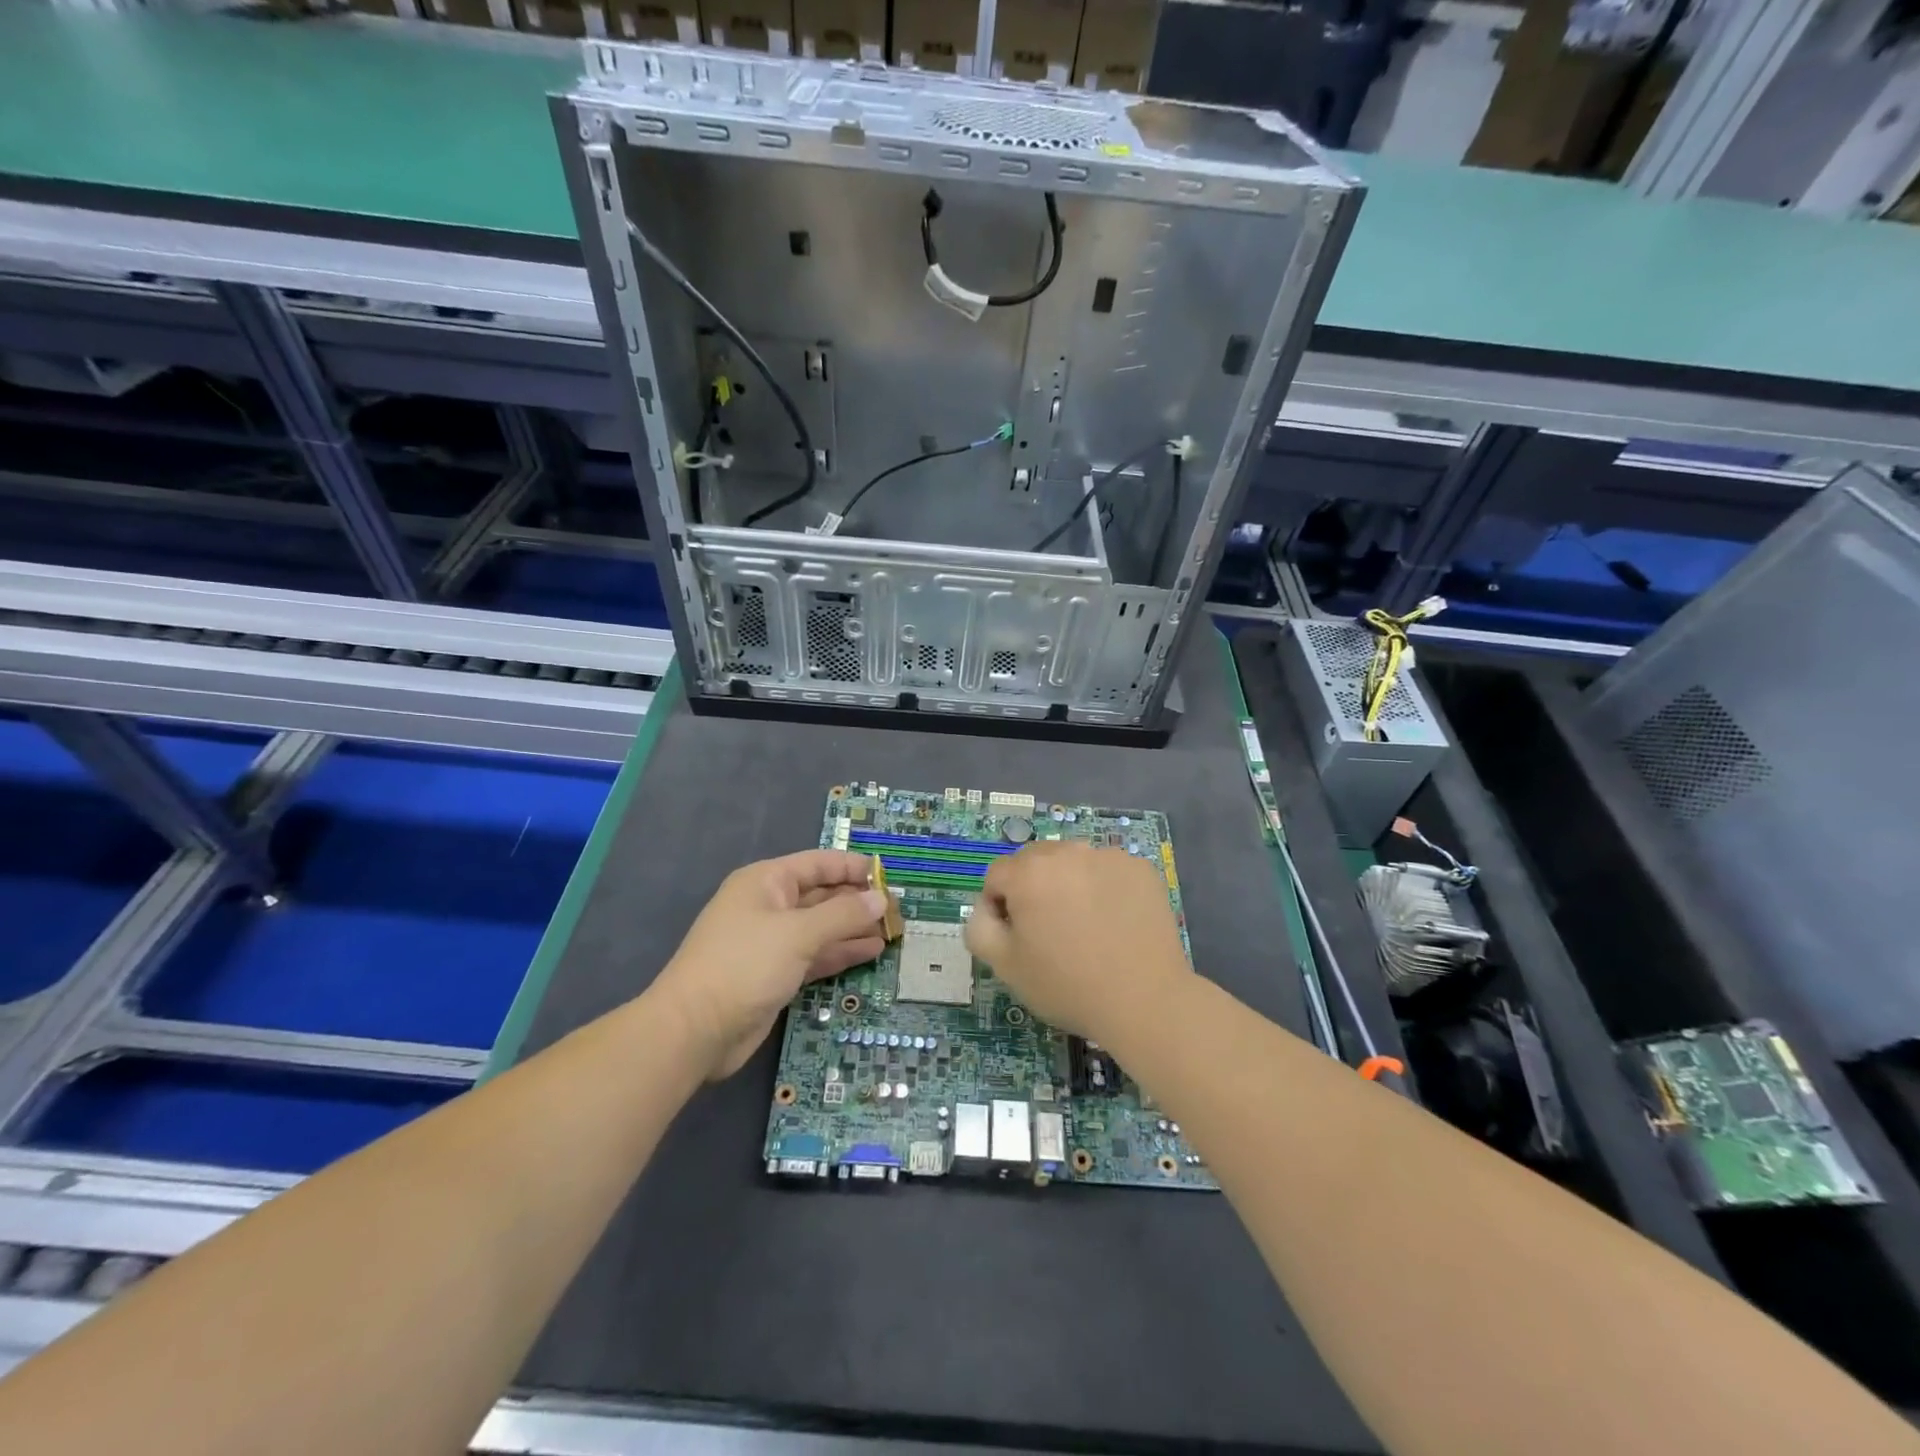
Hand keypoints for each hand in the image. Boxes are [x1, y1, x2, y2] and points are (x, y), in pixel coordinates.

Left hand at [654, 850, 886, 1079]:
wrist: (695, 1030)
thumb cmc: (745, 964)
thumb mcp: (798, 933)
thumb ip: (843, 914)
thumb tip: (880, 899)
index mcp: (766, 882)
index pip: (818, 864)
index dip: (853, 868)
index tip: (888, 877)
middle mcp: (769, 906)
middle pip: (821, 895)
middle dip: (857, 901)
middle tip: (897, 909)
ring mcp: (772, 942)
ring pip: (822, 927)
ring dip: (854, 928)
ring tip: (892, 931)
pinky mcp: (775, 974)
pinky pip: (816, 955)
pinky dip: (841, 952)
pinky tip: (871, 952)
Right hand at [964, 840, 1190, 1041]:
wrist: (1145, 1001)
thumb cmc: (1068, 986)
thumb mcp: (1005, 966)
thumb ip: (979, 927)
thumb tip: (986, 908)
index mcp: (1029, 873)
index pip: (997, 875)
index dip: (999, 906)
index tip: (1017, 937)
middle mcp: (1067, 852)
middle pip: (1034, 861)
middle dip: (1032, 888)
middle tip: (1049, 931)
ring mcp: (1107, 856)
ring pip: (1072, 862)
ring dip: (1068, 884)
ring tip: (1084, 926)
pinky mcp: (1139, 868)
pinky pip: (1106, 870)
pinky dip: (1102, 887)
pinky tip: (1113, 922)